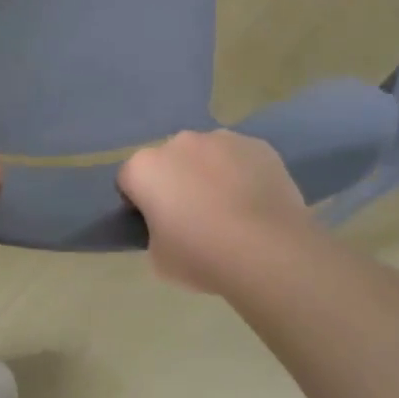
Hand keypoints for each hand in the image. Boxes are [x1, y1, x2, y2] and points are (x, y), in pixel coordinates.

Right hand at [118, 131, 312, 294]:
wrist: (269, 252)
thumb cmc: (202, 257)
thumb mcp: (158, 258)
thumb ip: (155, 232)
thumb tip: (169, 225)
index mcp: (145, 168)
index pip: (129, 180)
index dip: (138, 202)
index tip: (154, 224)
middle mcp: (178, 143)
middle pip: (168, 160)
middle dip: (174, 181)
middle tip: (193, 217)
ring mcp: (221, 139)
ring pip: (206, 154)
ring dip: (209, 173)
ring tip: (230, 209)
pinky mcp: (257, 145)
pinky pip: (240, 158)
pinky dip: (242, 173)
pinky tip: (255, 202)